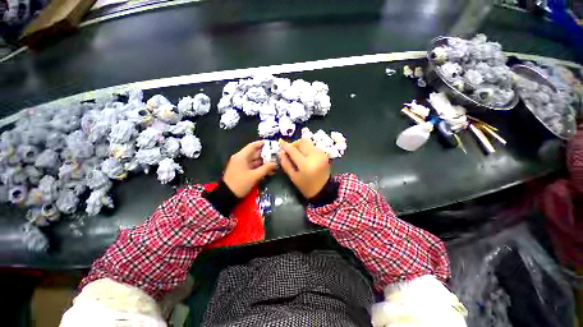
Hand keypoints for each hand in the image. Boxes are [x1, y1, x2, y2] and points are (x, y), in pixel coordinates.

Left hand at [223, 141, 276, 196]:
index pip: (252, 146)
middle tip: (276, 156)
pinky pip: (252, 166)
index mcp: (241, 156)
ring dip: (264, 163)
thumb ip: (265, 168)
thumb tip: (275, 163)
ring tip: (274, 165)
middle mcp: (241, 158)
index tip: (271, 144)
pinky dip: (259, 168)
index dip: (262, 144)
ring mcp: (241, 165)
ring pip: (254, 161)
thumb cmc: (240, 184)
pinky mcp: (242, 171)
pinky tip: (268, 171)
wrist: (227, 195)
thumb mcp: (254, 176)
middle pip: (255, 153)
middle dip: (266, 155)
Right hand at [278, 139, 330, 198]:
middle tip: (289, 150)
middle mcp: (314, 156)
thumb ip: (286, 164)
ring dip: (301, 146)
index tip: (280, 142)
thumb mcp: (293, 177)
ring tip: (297, 153)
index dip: (285, 146)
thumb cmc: (306, 186)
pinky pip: (313, 147)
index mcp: (306, 164)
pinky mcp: (324, 154)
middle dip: (294, 144)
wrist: (324, 190)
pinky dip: (307, 149)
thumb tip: (280, 153)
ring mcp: (321, 154)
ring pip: (308, 143)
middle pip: (302, 142)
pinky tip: (305, 156)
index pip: (293, 150)